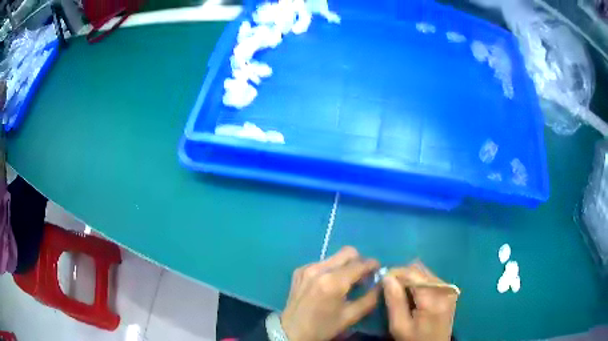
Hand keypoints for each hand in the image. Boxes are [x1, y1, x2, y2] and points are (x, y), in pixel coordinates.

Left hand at [280, 246, 379, 340]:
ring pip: (335, 256)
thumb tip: (382, 283)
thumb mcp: (350, 317)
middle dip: (360, 261)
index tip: (378, 271)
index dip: (373, 265)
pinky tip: (329, 284)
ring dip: (345, 265)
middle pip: (348, 252)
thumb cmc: (323, 327)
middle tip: (363, 276)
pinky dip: (331, 269)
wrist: (291, 331)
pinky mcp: (300, 270)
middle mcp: (319, 269)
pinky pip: (322, 262)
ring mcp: (307, 268)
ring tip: (346, 282)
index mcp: (333, 282)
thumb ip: (370, 298)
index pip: (360, 264)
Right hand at [383, 262, 457, 340]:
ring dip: (410, 279)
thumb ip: (394, 301)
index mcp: (433, 298)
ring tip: (400, 294)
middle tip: (389, 289)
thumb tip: (386, 277)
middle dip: (402, 275)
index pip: (413, 273)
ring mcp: (449, 289)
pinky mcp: (449, 291)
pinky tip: (412, 297)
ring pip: (424, 272)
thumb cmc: (414, 340)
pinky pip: (430, 279)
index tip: (381, 281)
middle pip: (420, 269)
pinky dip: (418, 284)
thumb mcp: (399, 326)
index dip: (395, 273)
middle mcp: (444, 288)